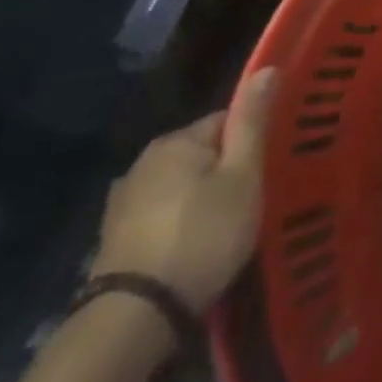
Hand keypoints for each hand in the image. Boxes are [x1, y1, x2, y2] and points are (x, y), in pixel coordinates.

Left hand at [93, 68, 274, 311]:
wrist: (137, 314)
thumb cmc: (204, 235)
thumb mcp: (243, 175)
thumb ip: (252, 122)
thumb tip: (267, 67)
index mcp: (176, 141)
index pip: (226, 121)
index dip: (251, 144)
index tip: (266, 172)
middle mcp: (143, 161)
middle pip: (201, 153)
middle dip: (225, 172)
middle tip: (250, 203)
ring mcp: (123, 200)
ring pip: (179, 185)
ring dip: (200, 198)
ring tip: (224, 228)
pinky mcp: (114, 237)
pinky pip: (160, 214)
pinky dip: (177, 223)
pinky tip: (191, 247)